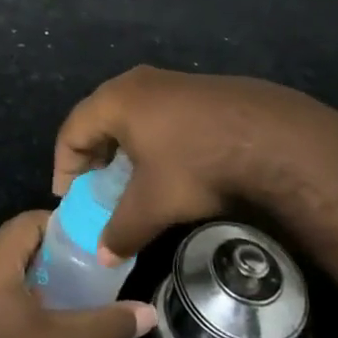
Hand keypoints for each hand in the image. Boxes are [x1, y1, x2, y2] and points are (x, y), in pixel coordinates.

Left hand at [0, 211, 154, 337]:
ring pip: (5, 269)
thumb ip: (108, 323)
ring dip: (35, 274)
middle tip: (84, 264)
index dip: (58, 224)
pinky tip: (44, 316)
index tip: (87, 238)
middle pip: (15, 243)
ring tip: (71, 289)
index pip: (26, 221)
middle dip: (50, 250)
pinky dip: (20, 293)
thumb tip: (149, 312)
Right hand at [52, 65, 337, 263]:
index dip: (64, 165)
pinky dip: (152, 137)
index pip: (72, 129)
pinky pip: (159, 112)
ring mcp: (171, 81)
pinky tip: (171, 163)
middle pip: (99, 116)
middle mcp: (137, 82)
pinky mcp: (200, 89)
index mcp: (115, 100)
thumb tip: (103, 256)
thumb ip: (122, 230)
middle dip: (93, 153)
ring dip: (123, 145)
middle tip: (95, 185)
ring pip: (131, 113)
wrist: (272, 137)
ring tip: (131, 176)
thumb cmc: (197, 164)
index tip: (67, 196)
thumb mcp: (154, 204)